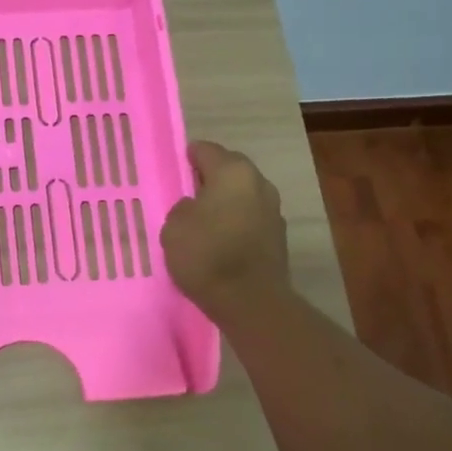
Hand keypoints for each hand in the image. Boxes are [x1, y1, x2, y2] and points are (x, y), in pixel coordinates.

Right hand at [161, 141, 290, 318]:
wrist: (249, 300)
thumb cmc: (206, 255)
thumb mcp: (173, 227)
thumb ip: (182, 208)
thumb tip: (195, 207)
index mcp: (232, 172)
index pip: (207, 150)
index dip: (189, 156)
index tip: (177, 164)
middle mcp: (259, 183)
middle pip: (230, 170)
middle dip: (210, 178)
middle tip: (189, 193)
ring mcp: (273, 210)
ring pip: (243, 196)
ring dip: (226, 202)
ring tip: (204, 220)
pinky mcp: (278, 237)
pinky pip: (250, 219)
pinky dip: (236, 223)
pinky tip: (220, 240)